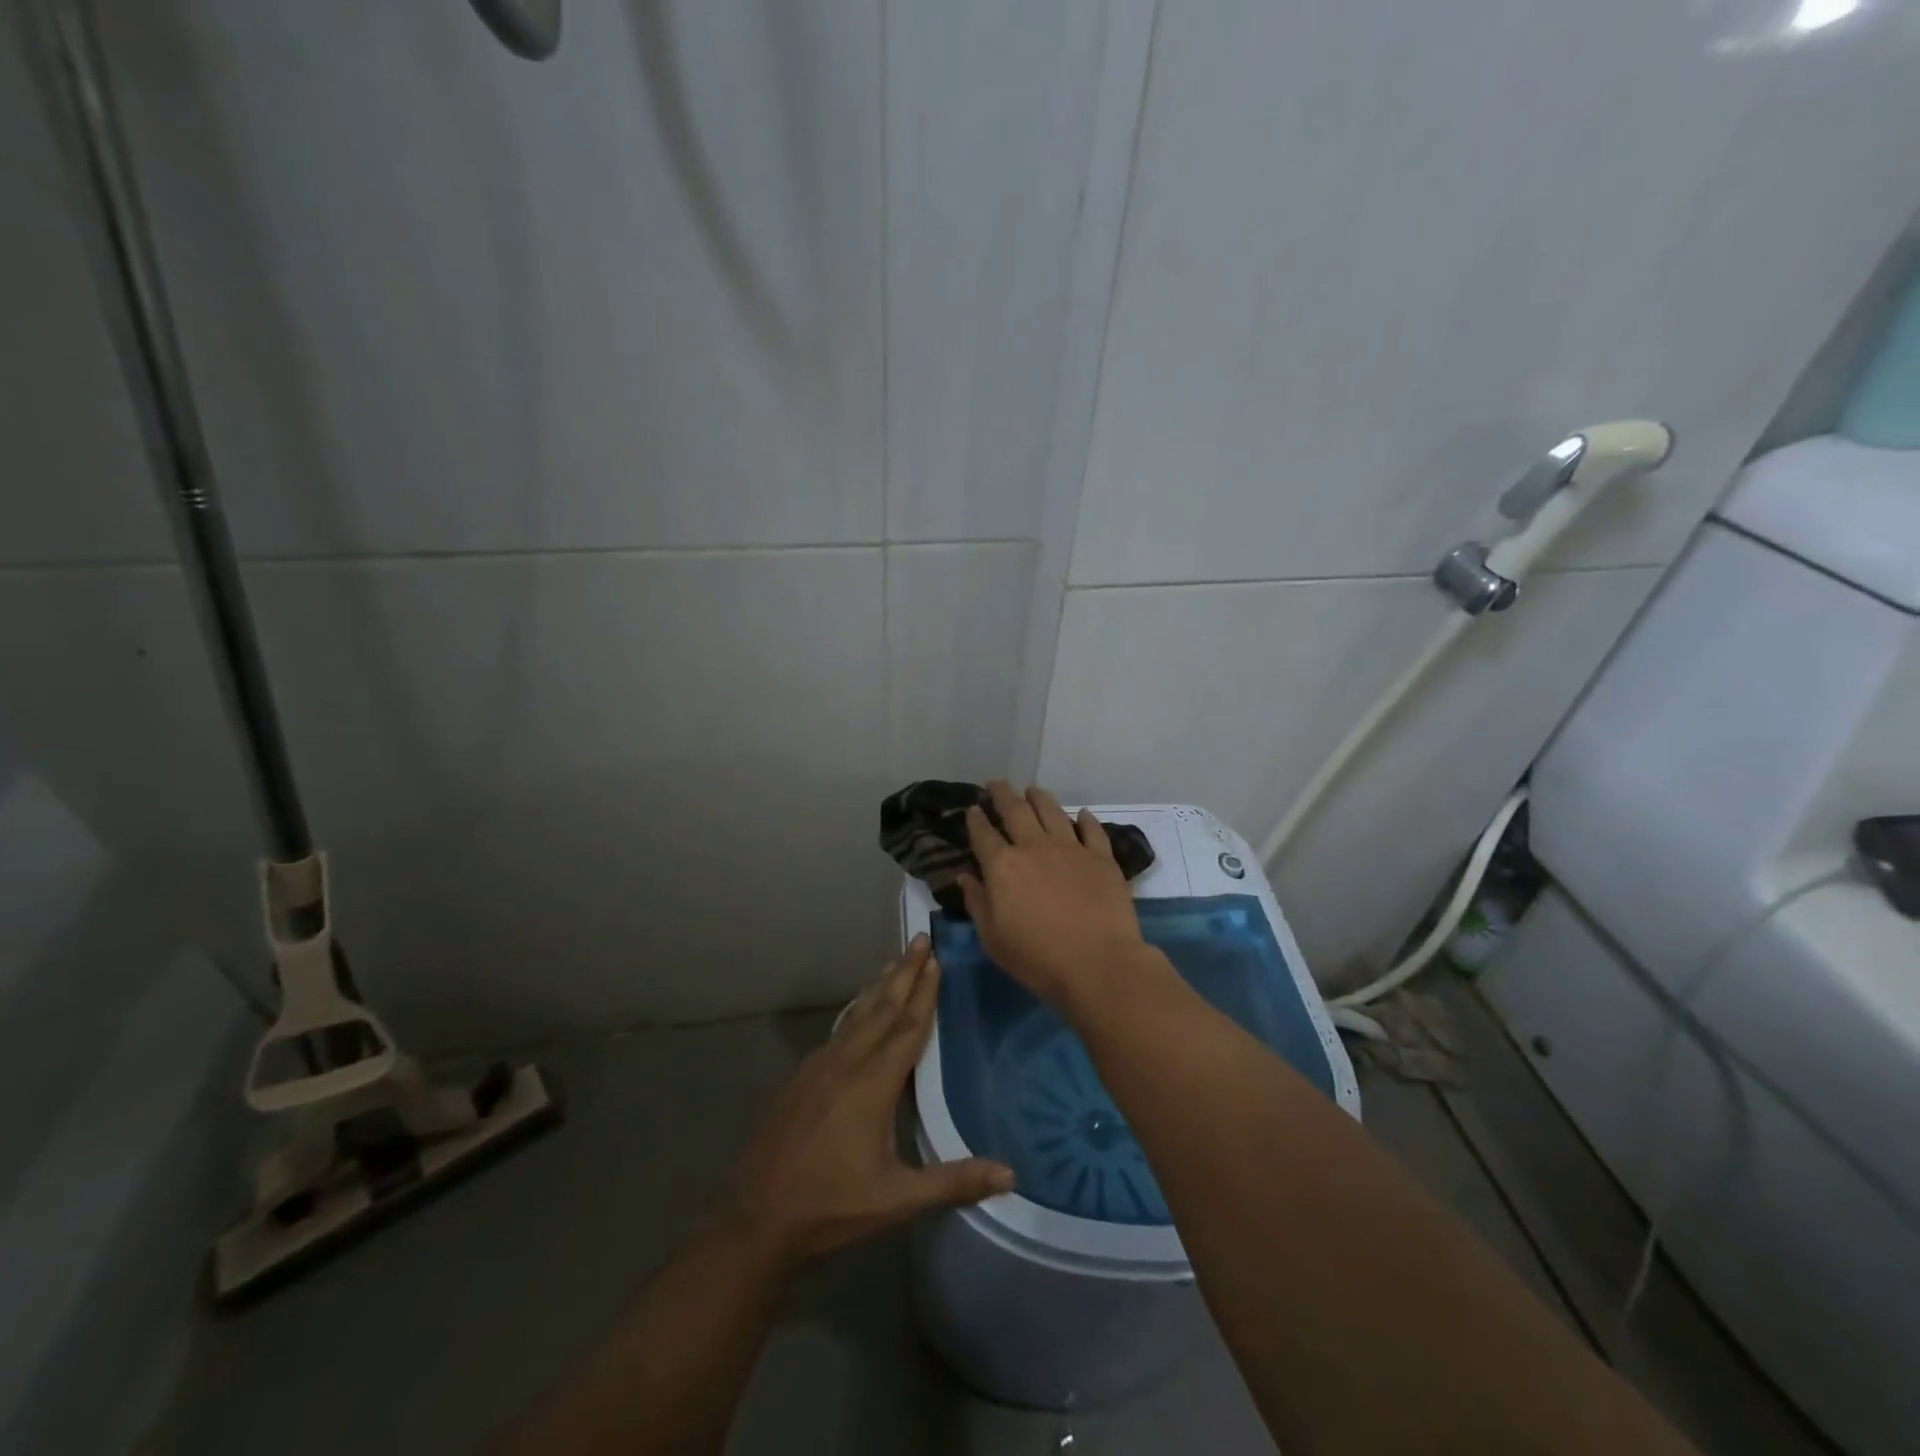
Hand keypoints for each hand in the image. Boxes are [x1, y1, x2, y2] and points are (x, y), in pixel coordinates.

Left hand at [717, 936, 1013, 1265]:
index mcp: (872, 1084)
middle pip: (882, 1007)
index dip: (925, 991)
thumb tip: (1011, 1175)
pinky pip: (837, 1030)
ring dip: (879, 986)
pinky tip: (859, 1011)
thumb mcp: (896, 1200)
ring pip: (856, 1014)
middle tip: (920, 939)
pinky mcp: (800, 1076)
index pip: (907, 1026)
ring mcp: (818, 1066)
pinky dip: (856, 1010)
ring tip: (894, 961)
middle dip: (904, 971)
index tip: (936, 958)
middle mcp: (845, 1063)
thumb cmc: (830, 1207)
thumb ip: (953, 1182)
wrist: (754, 1217)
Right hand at [959, 781, 1156, 1012]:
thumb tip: (965, 876)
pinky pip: (1092, 829)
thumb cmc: (1037, 958)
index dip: (975, 819)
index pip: (983, 834)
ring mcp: (1071, 848)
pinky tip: (1081, 814)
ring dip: (1039, 797)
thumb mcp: (993, 938)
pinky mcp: (1101, 857)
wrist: (1098, 964)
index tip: (973, 809)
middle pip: (1015, 810)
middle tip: (996, 784)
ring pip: (1052, 810)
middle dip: (1002, 793)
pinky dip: (1085, 819)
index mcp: (1003, 866)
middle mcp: (1034, 847)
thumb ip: (977, 903)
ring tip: (1032, 790)